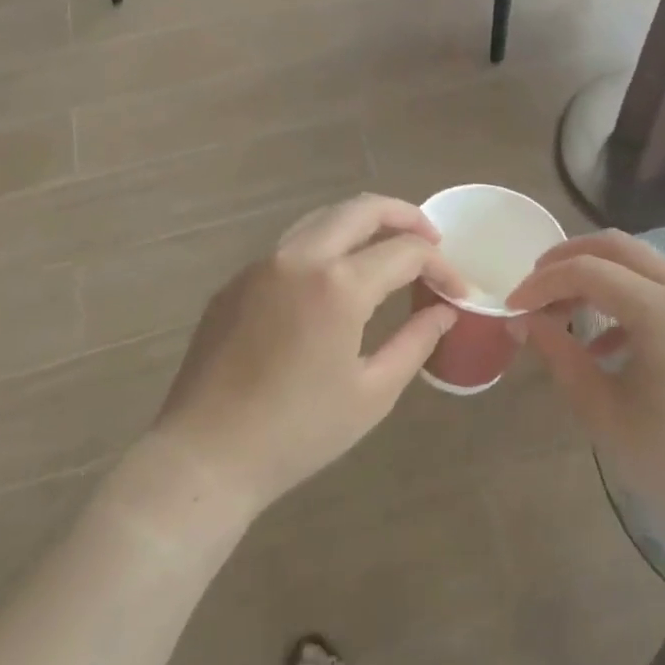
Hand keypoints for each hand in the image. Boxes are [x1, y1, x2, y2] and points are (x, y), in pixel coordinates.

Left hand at [150, 195, 465, 519]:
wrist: (206, 456)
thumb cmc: (298, 432)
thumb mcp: (373, 392)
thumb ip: (415, 341)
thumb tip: (443, 311)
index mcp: (338, 285)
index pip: (405, 252)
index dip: (441, 266)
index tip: (457, 291)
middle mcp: (299, 257)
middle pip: (361, 209)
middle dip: (405, 216)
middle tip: (431, 240)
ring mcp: (262, 265)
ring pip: (322, 219)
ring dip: (362, 225)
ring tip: (388, 250)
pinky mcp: (236, 281)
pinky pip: (291, 246)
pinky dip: (325, 247)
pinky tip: (335, 281)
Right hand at [507, 231, 664, 531]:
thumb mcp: (604, 411)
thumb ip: (560, 355)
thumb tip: (522, 321)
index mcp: (663, 310)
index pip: (587, 271)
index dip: (542, 283)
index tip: (512, 306)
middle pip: (616, 247)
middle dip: (567, 258)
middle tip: (533, 286)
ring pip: (639, 263)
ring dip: (596, 275)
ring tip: (561, 311)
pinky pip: (661, 288)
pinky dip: (625, 298)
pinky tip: (604, 344)